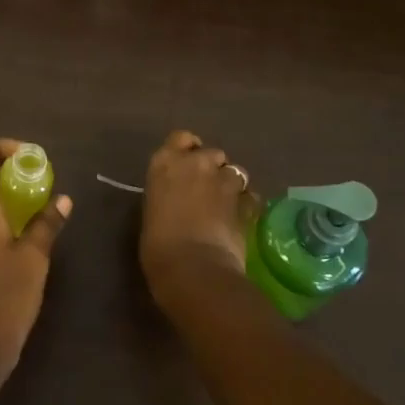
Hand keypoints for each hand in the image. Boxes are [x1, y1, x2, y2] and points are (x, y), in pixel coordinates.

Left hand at [0, 138, 71, 373]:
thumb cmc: (5, 296)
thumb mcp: (34, 258)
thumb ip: (46, 224)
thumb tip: (63, 199)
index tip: (26, 156)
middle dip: (6, 170)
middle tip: (37, 178)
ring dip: (4, 195)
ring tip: (36, 204)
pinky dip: (0, 217)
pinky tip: (24, 234)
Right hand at [139, 130, 253, 299]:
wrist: (192, 267)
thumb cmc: (157, 244)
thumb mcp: (153, 211)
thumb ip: (169, 195)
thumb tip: (178, 201)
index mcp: (165, 162)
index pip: (181, 138)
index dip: (189, 149)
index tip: (188, 165)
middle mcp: (196, 163)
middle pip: (213, 153)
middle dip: (213, 168)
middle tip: (208, 190)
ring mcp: (224, 181)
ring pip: (236, 172)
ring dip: (233, 185)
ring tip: (228, 206)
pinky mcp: (246, 203)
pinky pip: (251, 197)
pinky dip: (248, 204)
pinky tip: (243, 218)